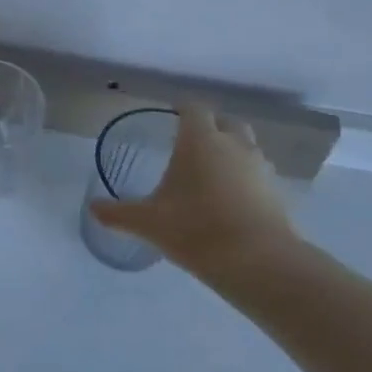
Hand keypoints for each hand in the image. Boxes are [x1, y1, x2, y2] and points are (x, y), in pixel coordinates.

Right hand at [88, 101, 305, 286]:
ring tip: (211, 173)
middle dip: (212, 127)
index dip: (182, 108)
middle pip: (227, 121)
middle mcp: (234, 145)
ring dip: (232, 152)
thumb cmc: (196, 229)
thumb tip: (92, 209)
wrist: (259, 263)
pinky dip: (246, 180)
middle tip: (192, 143)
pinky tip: (231, 201)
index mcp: (201, 140)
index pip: (194, 108)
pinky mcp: (279, 194)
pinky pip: (259, 175)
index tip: (171, 116)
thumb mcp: (148, 222)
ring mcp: (261, 168)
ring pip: (247, 147)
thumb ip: (118, 213)